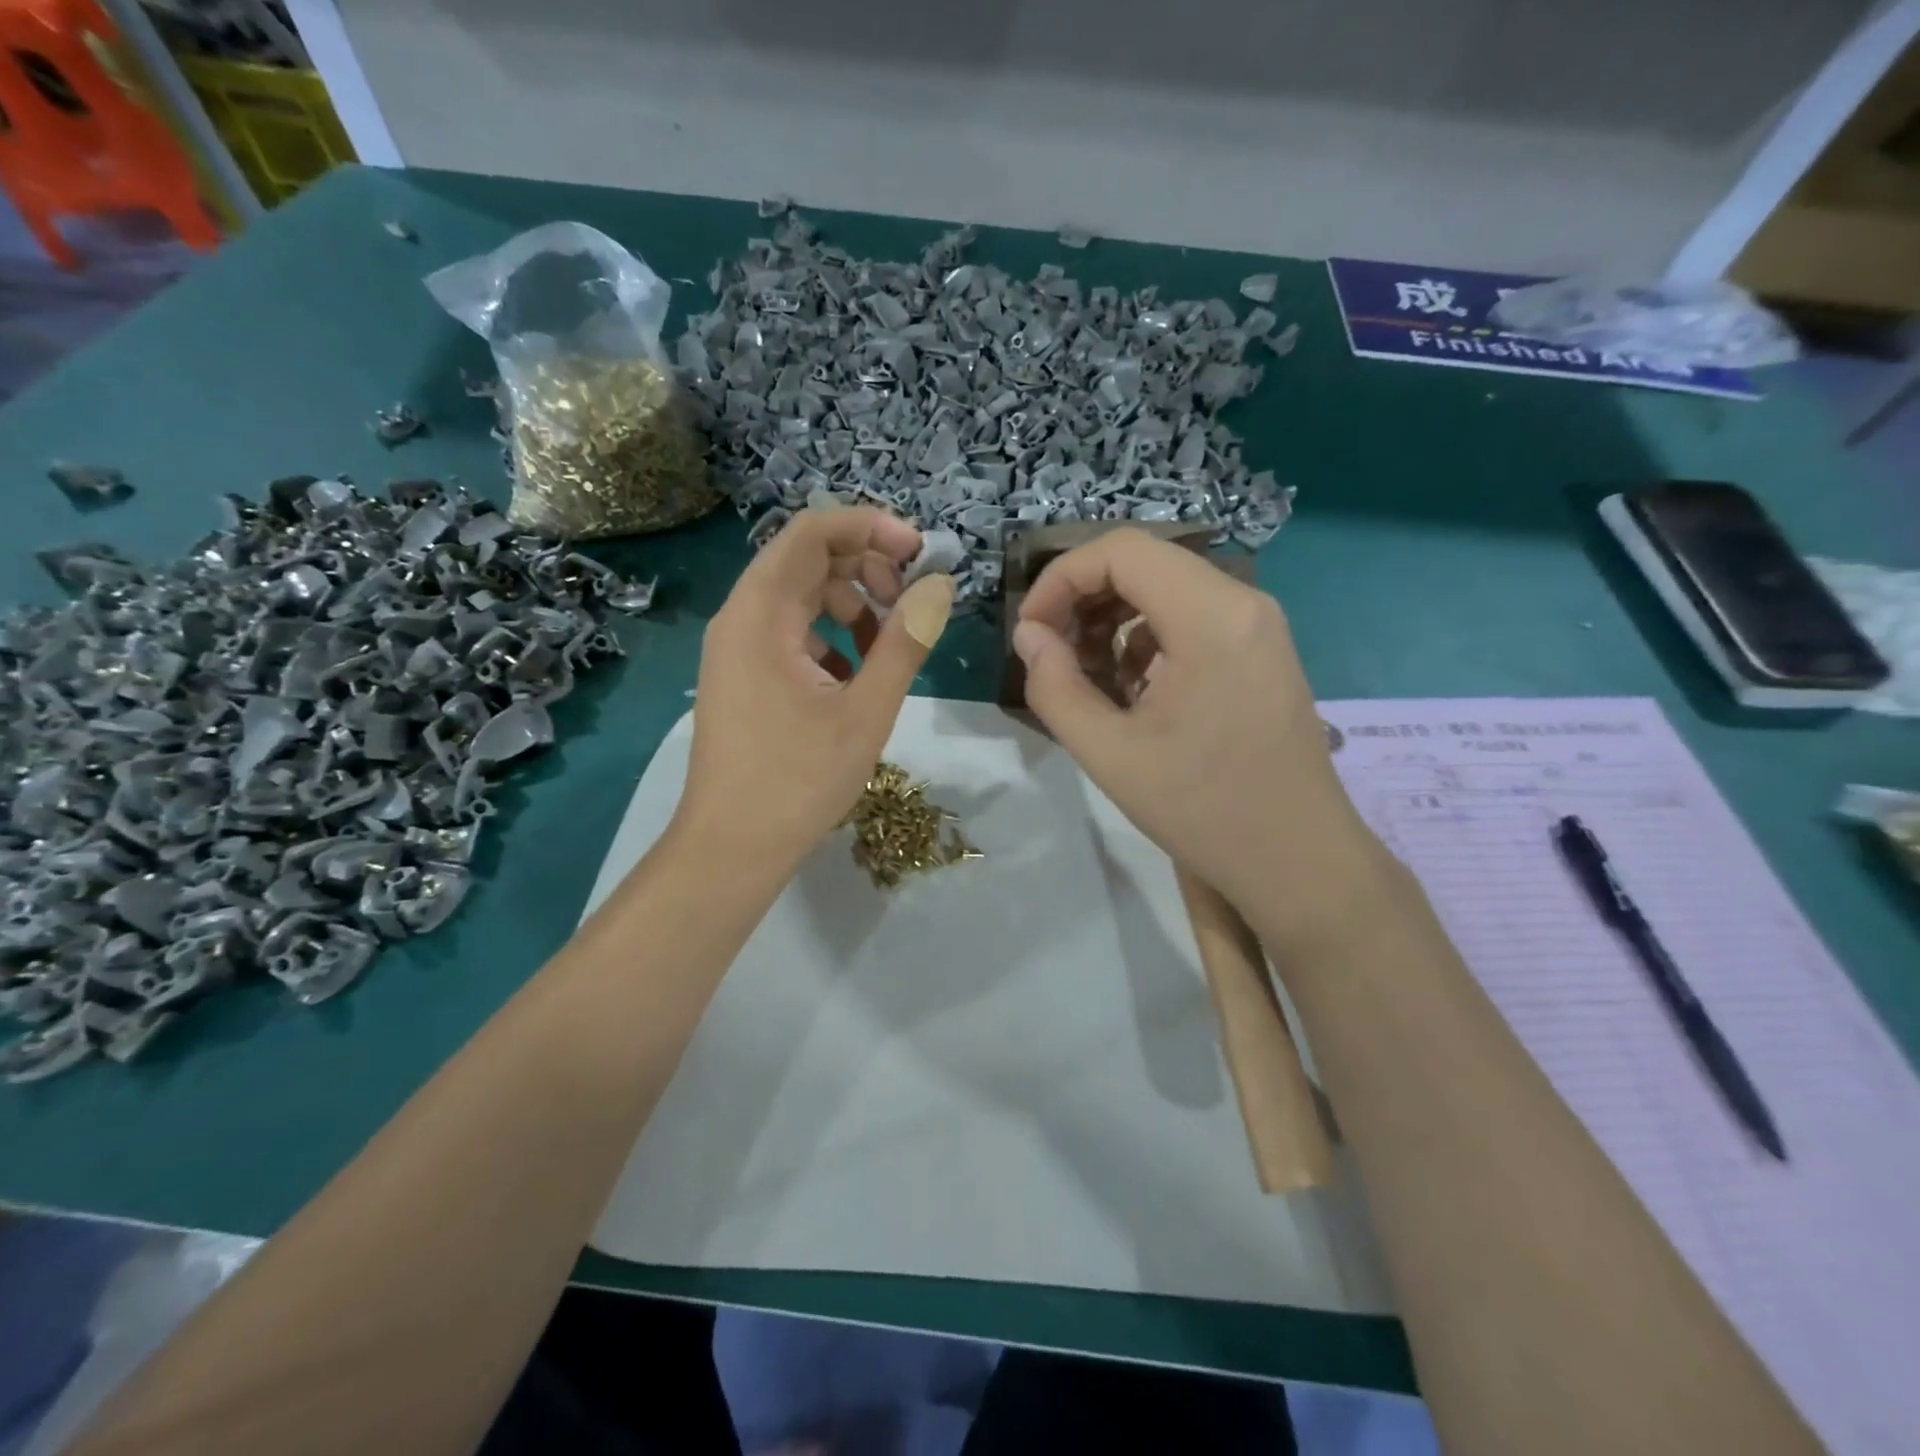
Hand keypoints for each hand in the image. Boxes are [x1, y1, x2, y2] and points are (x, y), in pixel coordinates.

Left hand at [674, 506, 954, 880]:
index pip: (811, 532)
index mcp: (760, 614)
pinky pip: (791, 634)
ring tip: (888, 648)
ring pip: (801, 599)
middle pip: (806, 561)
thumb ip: (905, 642)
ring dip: (852, 607)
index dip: (869, 527)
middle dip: (866, 568)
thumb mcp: (866, 711)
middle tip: (910, 602)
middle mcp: (740, 618)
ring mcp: (737, 649)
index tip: (919, 551)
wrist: (732, 848)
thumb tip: (938, 585)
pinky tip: (855, 680)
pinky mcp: (744, 677)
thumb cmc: (798, 781)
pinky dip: (831, 640)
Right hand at [1013, 529, 1381, 942]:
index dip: (1060, 578)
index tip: (1030, 632)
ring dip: (1113, 620)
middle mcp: (1244, 603)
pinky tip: (1130, 690)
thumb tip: (1028, 636)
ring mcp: (1259, 626)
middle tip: (1049, 653)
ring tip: (1085, 676)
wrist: (1299, 862)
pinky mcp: (1261, 651)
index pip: (1121, 551)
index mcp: (1212, 616)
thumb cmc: (1204, 810)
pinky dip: (1146, 639)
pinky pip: (1191, 619)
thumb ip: (1054, 687)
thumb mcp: (1109, 753)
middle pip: (1145, 564)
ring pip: (1166, 589)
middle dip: (1083, 598)